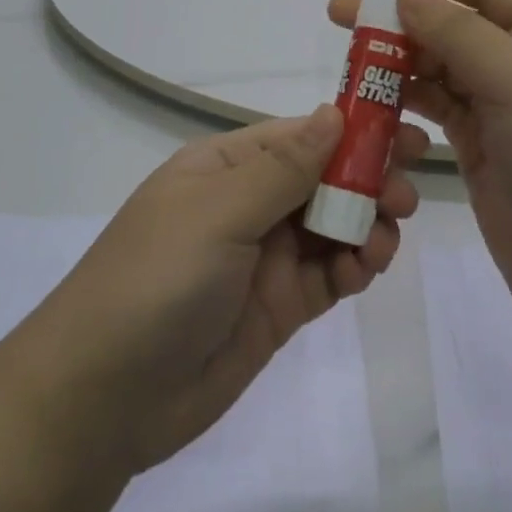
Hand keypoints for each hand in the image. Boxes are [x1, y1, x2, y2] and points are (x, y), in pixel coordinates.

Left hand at [0, 107, 422, 511]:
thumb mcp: (219, 212)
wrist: (103, 400)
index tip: (403, 130)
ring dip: (367, 223)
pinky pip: (328, 275)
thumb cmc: (156, 280)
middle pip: (323, 179)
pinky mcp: (278, 307)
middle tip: (409, 188)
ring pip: (333, 226)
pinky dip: (355, 267)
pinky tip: (368, 268)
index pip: (300, 135)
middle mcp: (248, 205)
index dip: (352, 130)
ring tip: (389, 235)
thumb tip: (335, 111)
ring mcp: (264, 258)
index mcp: (226, 168)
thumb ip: (284, 167)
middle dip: (368, 178)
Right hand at [330, 0, 511, 445]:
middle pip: (457, 27)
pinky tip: (371, 101)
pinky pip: (436, 114)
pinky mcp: (481, 156)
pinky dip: (404, 103)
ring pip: (441, 71)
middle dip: (403, 16)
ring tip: (348, 58)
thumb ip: (460, 34)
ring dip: (398, 60)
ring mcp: (504, 115)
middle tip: (342, 13)